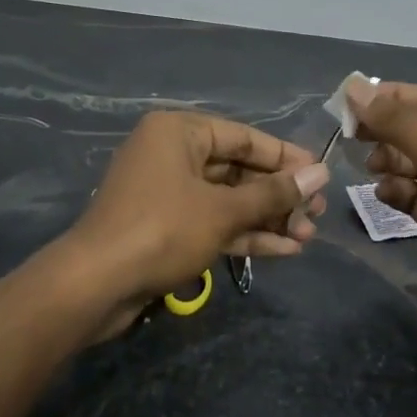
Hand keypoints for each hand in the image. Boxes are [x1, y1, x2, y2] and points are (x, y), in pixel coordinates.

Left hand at [62, 112, 329, 335]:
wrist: (96, 284)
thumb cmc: (163, 229)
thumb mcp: (224, 210)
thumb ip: (273, 193)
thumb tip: (320, 174)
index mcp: (178, 132)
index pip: (243, 137)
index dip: (285, 158)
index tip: (320, 176)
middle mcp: (171, 155)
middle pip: (236, 170)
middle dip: (278, 195)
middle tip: (316, 214)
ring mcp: (166, 193)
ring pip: (226, 200)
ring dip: (266, 218)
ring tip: (307, 236)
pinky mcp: (164, 228)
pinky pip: (211, 222)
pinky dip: (243, 234)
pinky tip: (282, 250)